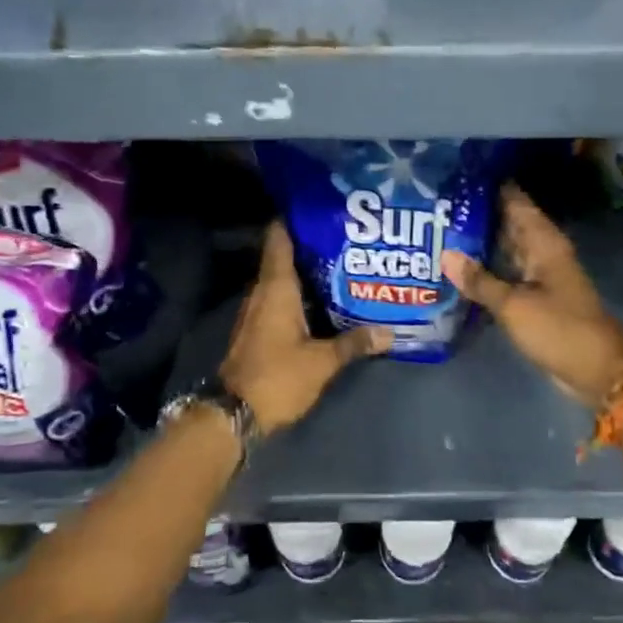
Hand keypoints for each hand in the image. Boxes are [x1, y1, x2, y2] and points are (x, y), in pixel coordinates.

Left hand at [220, 222, 390, 433]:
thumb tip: (389, 332)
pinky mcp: (257, 329)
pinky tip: (324, 300)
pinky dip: (300, 294)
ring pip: (282, 279)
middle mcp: (262, 292)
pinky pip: (280, 299)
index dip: (295, 219)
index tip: (320, 207)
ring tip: (343, 264)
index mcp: (276, 288)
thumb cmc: (277, 377)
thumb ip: (354, 343)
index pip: (279, 238)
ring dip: (306, 271)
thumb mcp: (322, 362)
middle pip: (284, 256)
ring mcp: (257, 311)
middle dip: (311, 245)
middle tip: (346, 237)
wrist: (233, 414)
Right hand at [443, 185, 622, 409]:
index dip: (490, 186)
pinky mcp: (535, 297)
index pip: (515, 201)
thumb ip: (479, 280)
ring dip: (479, 242)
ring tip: (439, 230)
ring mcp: (539, 275)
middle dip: (477, 214)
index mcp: (543, 242)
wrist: (598, 369)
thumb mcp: (514, 305)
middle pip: (507, 223)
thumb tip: (445, 254)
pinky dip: (486, 269)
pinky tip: (458, 268)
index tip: (458, 174)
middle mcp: (542, 252)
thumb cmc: (559, 328)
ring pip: (505, 249)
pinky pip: (507, 273)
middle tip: (437, 204)